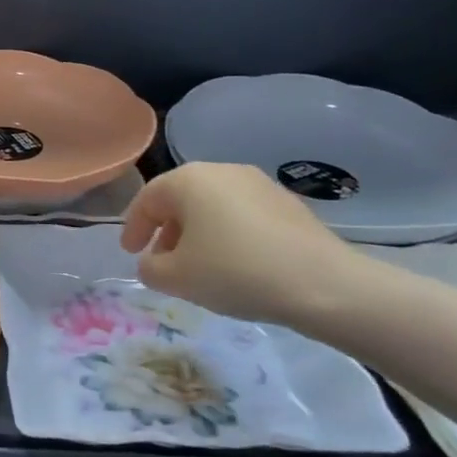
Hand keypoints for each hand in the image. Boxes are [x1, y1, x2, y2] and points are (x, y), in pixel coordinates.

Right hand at [119, 162, 371, 328]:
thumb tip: (152, 263)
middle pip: (181, 199)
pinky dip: (230, 235)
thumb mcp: (176, 278)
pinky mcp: (289, 204)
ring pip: (213, 206)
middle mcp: (222, 171)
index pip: (147, 199)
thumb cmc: (236, 272)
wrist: (325, 285)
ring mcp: (260, 184)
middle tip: (164, 262)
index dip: (133, 228)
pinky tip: (237, 265)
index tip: (131, 253)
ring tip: (201, 267)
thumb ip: (150, 268)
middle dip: (167, 230)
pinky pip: (243, 216)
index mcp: (188, 180)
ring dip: (199, 233)